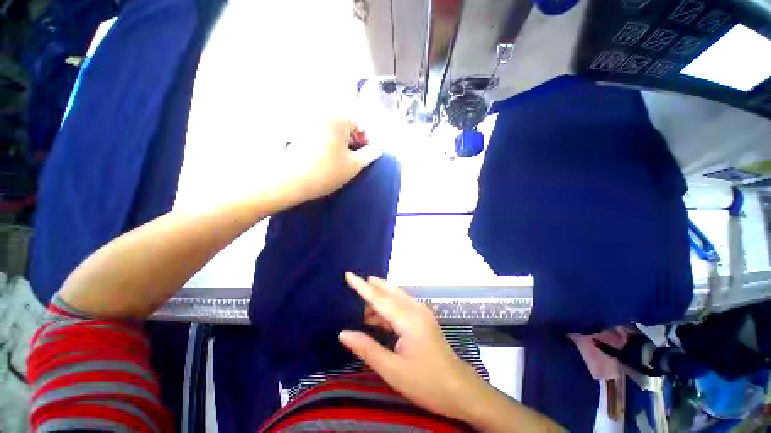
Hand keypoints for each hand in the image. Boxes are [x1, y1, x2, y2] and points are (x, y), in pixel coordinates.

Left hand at [274, 118, 380, 205]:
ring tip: (341, 162)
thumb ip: (370, 154)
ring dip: (342, 144)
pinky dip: (329, 144)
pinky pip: (321, 134)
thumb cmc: (327, 171)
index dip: (367, 143)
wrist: (290, 181)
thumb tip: (378, 149)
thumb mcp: (355, 165)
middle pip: (347, 126)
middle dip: (354, 143)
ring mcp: (308, 121)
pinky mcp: (299, 131)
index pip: (361, 126)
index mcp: (339, 117)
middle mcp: (323, 113)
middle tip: (354, 161)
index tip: (365, 159)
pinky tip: (327, 159)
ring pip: (334, 131)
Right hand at [340, 273, 563, 431]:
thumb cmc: (426, 383)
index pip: (379, 298)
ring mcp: (421, 313)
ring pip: (396, 297)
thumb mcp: (393, 371)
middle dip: (372, 286)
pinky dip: (388, 308)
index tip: (348, 274)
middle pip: (389, 292)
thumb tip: (343, 333)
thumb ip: (367, 349)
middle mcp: (415, 309)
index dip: (361, 286)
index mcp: (408, 319)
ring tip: (362, 305)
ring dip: (380, 298)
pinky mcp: (423, 319)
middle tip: (355, 282)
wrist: (460, 390)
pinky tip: (378, 317)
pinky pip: (402, 306)